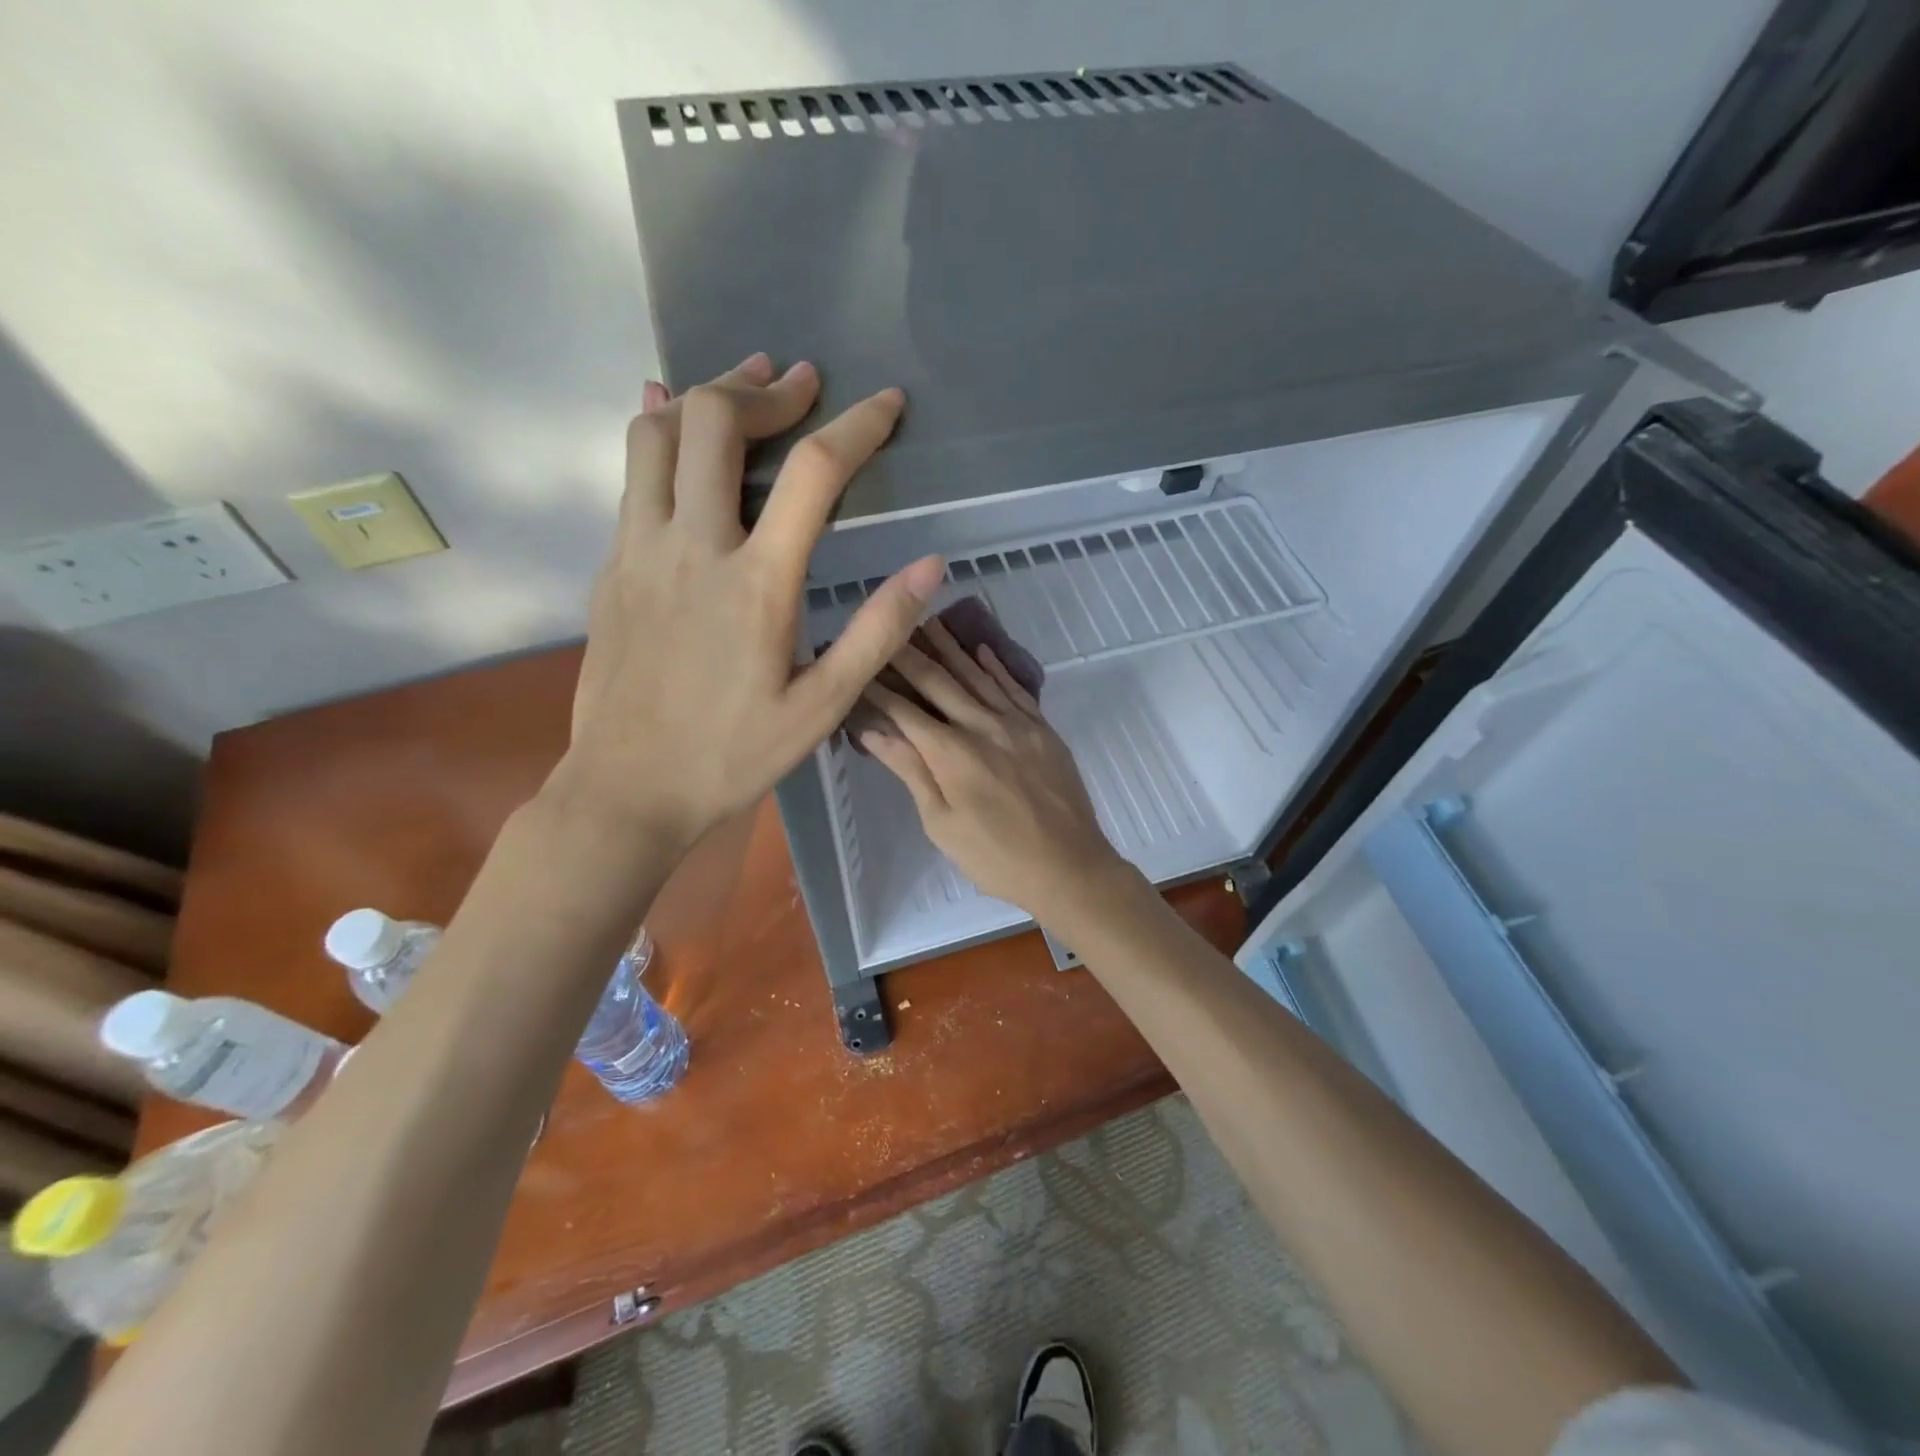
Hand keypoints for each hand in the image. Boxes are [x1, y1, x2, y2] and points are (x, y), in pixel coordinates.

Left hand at [559, 354, 943, 851]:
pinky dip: (657, 431)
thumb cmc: (732, 756)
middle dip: (767, 390)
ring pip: (659, 434)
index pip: (814, 473)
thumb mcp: (822, 708)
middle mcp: (693, 547)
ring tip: (744, 382)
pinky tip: (668, 416)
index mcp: (757, 583)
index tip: (887, 401)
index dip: (858, 425)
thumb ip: (876, 632)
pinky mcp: (611, 567)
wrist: (626, 789)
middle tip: (803, 383)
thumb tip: (929, 567)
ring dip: (705, 394)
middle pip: (719, 424)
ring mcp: (640, 551)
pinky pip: (631, 475)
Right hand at [859, 618, 1131, 921]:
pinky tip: (981, 649)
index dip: (877, 686)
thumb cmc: (996, 857)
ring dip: (950, 647)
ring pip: (977, 675)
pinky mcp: (1042, 729)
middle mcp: (982, 726)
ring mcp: (1017, 724)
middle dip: (908, 653)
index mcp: (951, 753)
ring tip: (928, 621)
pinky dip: (996, 666)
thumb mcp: (942, 823)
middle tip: (887, 625)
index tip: (857, 664)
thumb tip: (872, 731)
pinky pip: (1015, 688)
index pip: (904, 709)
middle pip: (939, 681)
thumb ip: (911, 771)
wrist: (1069, 867)